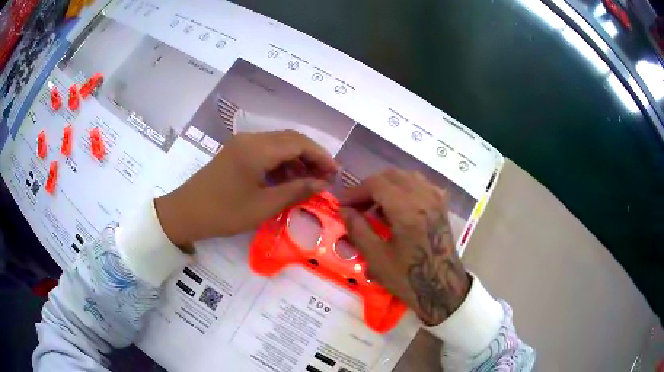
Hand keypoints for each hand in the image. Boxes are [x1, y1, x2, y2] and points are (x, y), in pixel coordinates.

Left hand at [155, 131, 338, 245]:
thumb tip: (323, 184)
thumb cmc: (224, 212)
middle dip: (311, 156)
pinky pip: (265, 150)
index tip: (335, 174)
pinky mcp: (236, 152)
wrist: (185, 212)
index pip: (300, 143)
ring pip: (278, 144)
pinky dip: (281, 162)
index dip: (321, 157)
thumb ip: (295, 191)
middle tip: (325, 178)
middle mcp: (251, 139)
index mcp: (258, 149)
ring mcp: (242, 144)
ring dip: (297, 158)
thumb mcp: (263, 206)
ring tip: (308, 180)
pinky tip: (286, 179)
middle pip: (291, 139)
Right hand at [339, 169, 470, 325]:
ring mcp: (436, 200)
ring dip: (387, 185)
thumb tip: (344, 211)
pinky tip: (398, 205)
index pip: (377, 184)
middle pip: (392, 176)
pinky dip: (405, 188)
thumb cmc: (408, 277)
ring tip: (375, 206)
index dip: (356, 191)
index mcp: (408, 210)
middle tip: (356, 205)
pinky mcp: (442, 206)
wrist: (442, 288)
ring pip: (407, 177)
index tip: (343, 204)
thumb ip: (358, 229)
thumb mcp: (377, 258)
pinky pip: (421, 184)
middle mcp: (424, 198)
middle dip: (370, 187)